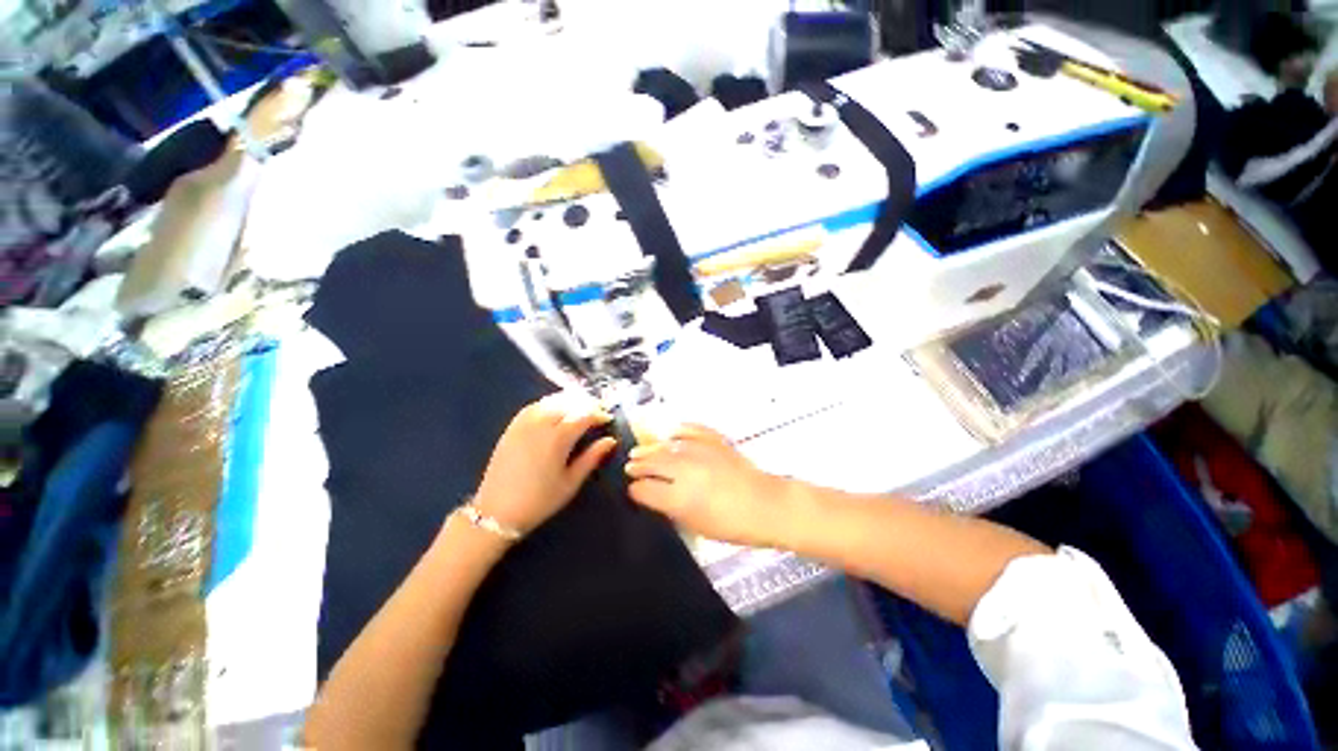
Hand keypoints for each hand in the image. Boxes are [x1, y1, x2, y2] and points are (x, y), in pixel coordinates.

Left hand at [473, 395, 617, 535]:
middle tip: (598, 411)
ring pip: (550, 401)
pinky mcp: (511, 427)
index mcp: (558, 438)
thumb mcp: (571, 482)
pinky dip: (549, 403)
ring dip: (568, 400)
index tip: (608, 418)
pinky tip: (555, 409)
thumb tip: (610, 441)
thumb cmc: (539, 500)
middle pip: (568, 403)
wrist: (496, 512)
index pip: (584, 415)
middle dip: (586, 404)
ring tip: (580, 407)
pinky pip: (533, 406)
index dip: (599, 414)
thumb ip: (592, 458)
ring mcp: (524, 424)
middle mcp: (541, 424)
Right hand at [625, 425, 786, 546]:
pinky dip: (678, 431)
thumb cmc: (731, 525)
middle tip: (630, 466)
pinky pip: (690, 430)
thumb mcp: (695, 525)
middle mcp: (685, 471)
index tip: (633, 490)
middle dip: (638, 465)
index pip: (645, 489)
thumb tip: (654, 495)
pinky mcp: (714, 441)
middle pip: (652, 463)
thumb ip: (670, 508)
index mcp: (679, 498)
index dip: (636, 490)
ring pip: (665, 446)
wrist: (765, 505)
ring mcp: (700, 452)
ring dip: (650, 448)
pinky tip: (670, 434)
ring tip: (640, 450)